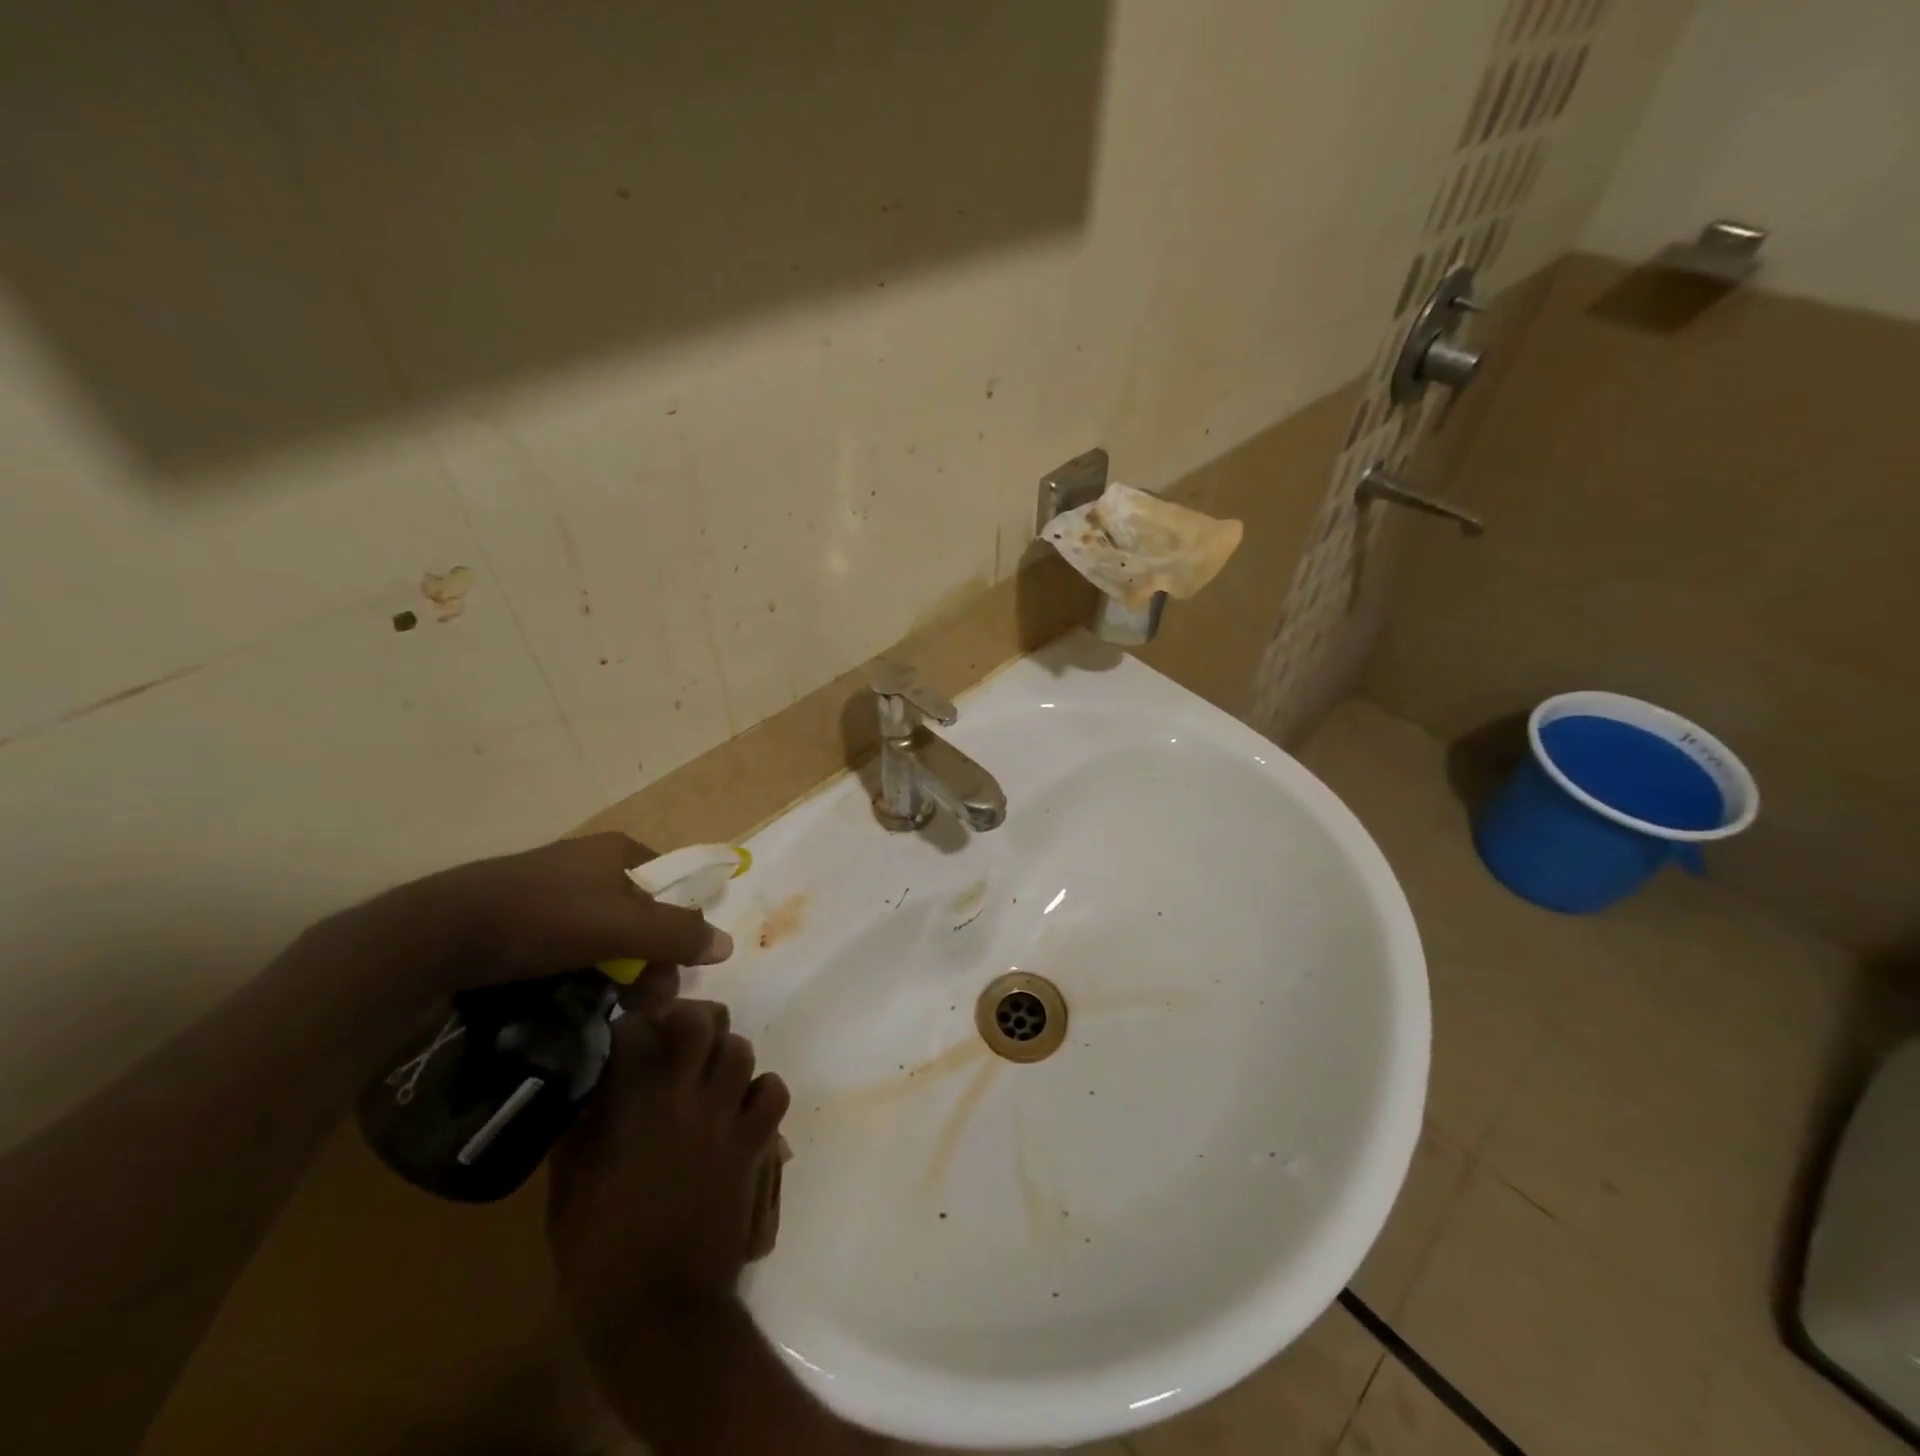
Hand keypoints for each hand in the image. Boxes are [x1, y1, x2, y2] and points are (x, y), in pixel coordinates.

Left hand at [315, 833, 732, 1013]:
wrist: (434, 936)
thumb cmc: (543, 920)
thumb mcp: (623, 928)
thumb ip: (679, 935)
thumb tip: (727, 944)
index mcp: (618, 851)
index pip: (672, 886)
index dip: (681, 927)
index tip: (676, 970)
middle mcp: (589, 865)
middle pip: (641, 914)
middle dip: (650, 959)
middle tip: (643, 1001)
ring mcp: (551, 891)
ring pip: (605, 935)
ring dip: (618, 972)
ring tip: (612, 1009)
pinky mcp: (518, 919)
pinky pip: (568, 946)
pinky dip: (579, 971)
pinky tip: (571, 997)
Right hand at [547, 1001, 790, 1346]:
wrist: (660, 1308)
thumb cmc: (601, 1254)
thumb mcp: (570, 1189)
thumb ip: (581, 1131)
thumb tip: (590, 1094)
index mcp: (636, 1104)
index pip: (638, 1032)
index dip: (631, 1026)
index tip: (626, 1034)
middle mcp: (688, 1096)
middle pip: (703, 1023)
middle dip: (690, 1019)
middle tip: (677, 1036)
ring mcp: (728, 1116)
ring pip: (741, 1049)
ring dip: (725, 1054)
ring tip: (710, 1073)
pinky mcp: (756, 1142)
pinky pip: (773, 1091)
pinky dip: (761, 1091)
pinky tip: (743, 1107)